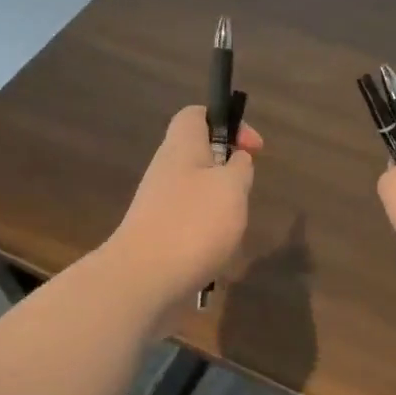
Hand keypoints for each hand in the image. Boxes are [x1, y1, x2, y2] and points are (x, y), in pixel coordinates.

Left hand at [105, 105, 263, 319]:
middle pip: (199, 156)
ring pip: (197, 192)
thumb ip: (239, 167)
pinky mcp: (158, 236)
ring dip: (221, 208)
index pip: (196, 115)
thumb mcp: (232, 187)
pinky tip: (216, 254)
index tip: (252, 149)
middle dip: (228, 173)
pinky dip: (208, 234)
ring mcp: (158, 205)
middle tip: (244, 193)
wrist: (143, 279)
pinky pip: (189, 223)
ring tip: (232, 229)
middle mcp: (165, 170)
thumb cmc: (193, 224)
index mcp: (181, 147)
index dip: (227, 122)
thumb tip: (237, 160)